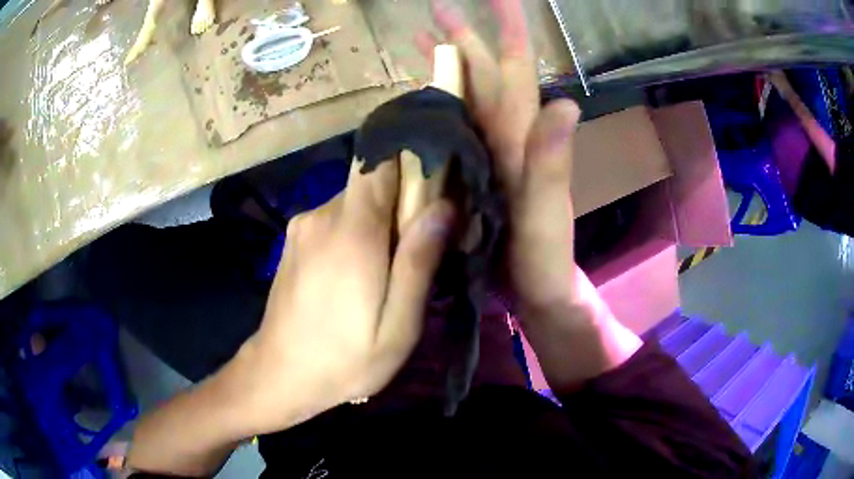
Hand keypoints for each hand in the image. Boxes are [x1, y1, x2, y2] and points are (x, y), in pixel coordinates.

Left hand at [240, 160, 454, 434]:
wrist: (280, 374)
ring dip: (381, 221)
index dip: (410, 157)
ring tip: (391, 268)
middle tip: (424, 246)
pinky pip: (337, 217)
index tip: (437, 181)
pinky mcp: (295, 237)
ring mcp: (303, 224)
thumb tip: (444, 207)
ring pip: (356, 201)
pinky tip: (360, 273)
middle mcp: (322, 214)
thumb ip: (418, 263)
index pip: (379, 159)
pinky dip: (358, 231)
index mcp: (350, 231)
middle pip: (372, 181)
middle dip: (403, 201)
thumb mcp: (398, 326)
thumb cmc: (345, 360)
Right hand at [418, 0, 581, 314]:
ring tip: (420, 40)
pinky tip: (418, 100)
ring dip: (445, 65)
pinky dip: (435, 109)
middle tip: (435, 9)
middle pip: (483, 74)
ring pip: (465, 97)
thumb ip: (554, 165)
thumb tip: (566, 102)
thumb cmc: (544, 260)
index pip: (515, 69)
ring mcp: (486, 154)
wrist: (537, 293)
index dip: (509, 28)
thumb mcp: (548, 216)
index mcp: (520, 138)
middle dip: (463, 36)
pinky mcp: (472, 174)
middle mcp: (504, 136)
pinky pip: (452, 131)